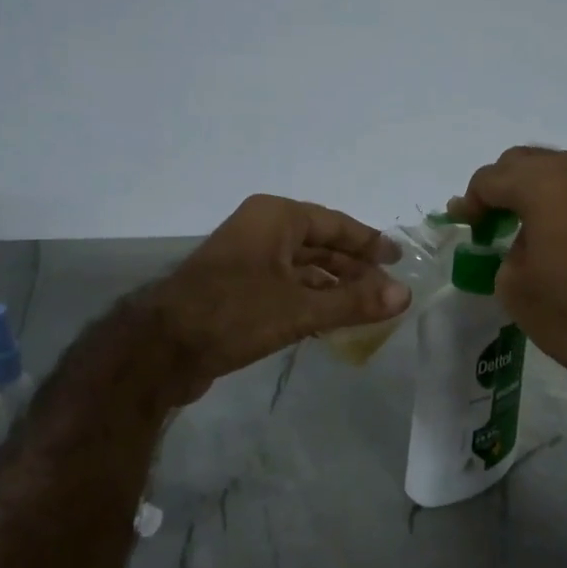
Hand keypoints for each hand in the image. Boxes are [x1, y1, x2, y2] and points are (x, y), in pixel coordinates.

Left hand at [145, 195, 409, 398]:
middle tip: (387, 290)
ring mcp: (246, 260)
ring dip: (333, 287)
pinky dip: (310, 300)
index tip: (397, 258)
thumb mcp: (299, 309)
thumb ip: (354, 302)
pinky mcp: (237, 289)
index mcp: (275, 218)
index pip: (335, 223)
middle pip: (320, 244)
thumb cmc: (233, 314)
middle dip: (353, 267)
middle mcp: (261, 230)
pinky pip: (285, 287)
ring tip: (366, 309)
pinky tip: (330, 321)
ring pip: (302, 268)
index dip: (369, 242)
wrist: (161, 349)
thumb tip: (405, 295)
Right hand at [450, 148, 566, 393]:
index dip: (470, 201)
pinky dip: (565, 198)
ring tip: (525, 222)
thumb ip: (504, 247)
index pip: (491, 178)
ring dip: (535, 188)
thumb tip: (518, 238)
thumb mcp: (513, 285)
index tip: (463, 223)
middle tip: (489, 219)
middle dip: (501, 186)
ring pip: (560, 168)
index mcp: (543, 184)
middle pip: (525, 161)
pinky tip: (560, 228)